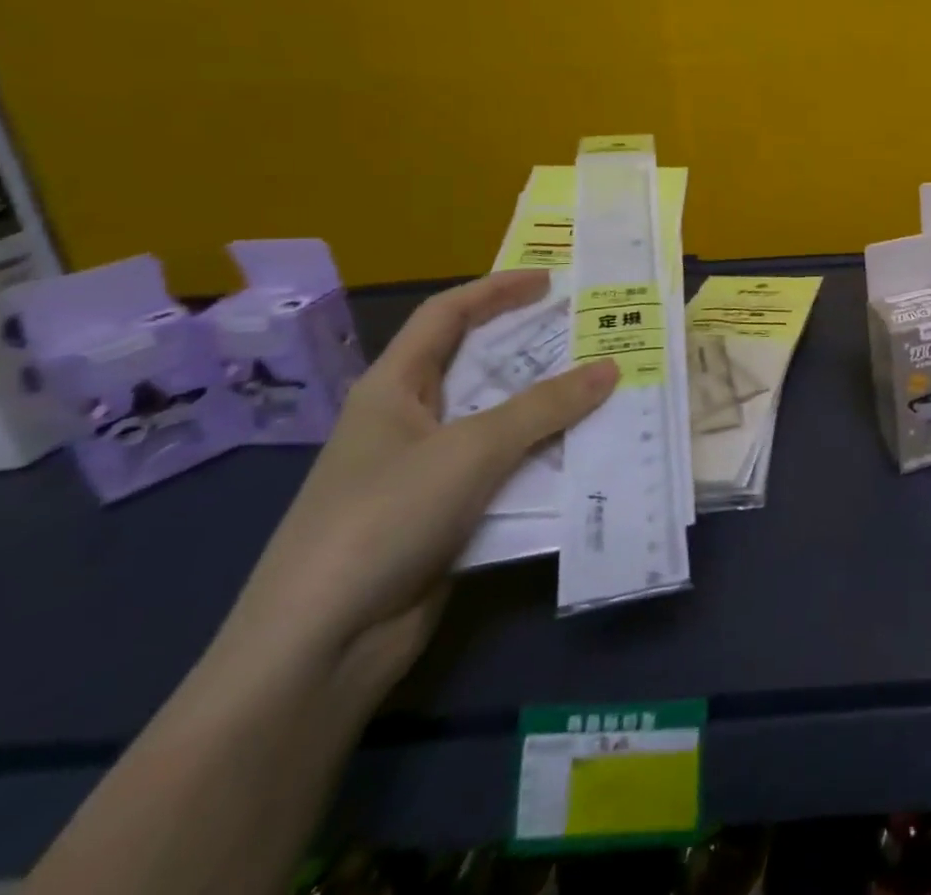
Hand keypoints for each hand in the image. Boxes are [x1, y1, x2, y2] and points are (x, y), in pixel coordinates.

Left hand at [215, 272, 617, 705]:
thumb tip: (611, 367)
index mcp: (393, 388)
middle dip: (534, 348)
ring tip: (606, 389)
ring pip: (499, 422)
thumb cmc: (385, 518)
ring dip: (549, 408)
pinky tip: (586, 455)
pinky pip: (505, 471)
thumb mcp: (472, 449)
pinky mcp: (446, 516)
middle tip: (593, 335)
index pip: (446, 316)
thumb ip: (546, 407)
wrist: (319, 648)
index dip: (496, 290)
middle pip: (478, 367)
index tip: (552, 282)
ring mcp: (426, 472)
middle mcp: (409, 421)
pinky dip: (543, 459)